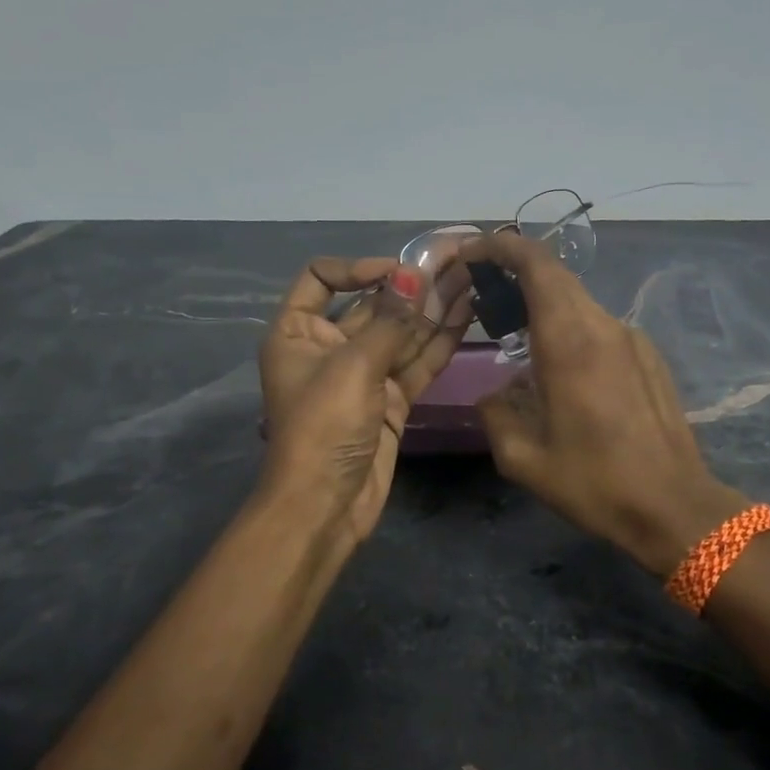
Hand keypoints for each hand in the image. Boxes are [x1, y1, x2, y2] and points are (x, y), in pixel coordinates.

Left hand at [258, 257, 468, 545]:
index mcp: (298, 332)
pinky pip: (416, 362)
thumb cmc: (324, 426)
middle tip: (456, 263)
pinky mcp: (390, 400)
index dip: (358, 268)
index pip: (321, 279)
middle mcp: (328, 347)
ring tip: (472, 279)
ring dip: (433, 309)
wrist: (326, 505)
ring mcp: (363, 375)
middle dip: (412, 286)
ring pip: (401, 333)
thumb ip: (390, 320)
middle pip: (371, 305)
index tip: (399, 271)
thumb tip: (414, 273)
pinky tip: (467, 315)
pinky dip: (439, 341)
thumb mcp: (353, 366)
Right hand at [456, 233, 747, 577]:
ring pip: (579, 301)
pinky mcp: (649, 356)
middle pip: (557, 276)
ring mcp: (632, 339)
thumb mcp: (523, 460)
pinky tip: (560, 366)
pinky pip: (600, 326)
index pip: (537, 265)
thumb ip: (496, 414)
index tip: (472, 252)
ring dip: (543, 302)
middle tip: (484, 290)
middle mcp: (604, 327)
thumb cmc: (595, 483)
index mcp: (570, 343)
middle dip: (516, 270)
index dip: (502, 246)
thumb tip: (496, 394)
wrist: (674, 507)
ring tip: (516, 331)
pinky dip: (570, 326)